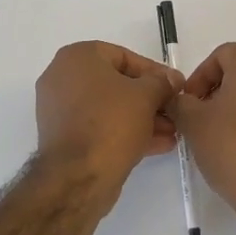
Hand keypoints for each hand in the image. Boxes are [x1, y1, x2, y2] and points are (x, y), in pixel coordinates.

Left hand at [35, 42, 178, 196]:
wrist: (77, 177)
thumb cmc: (111, 123)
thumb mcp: (146, 96)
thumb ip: (162, 82)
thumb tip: (171, 79)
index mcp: (77, 57)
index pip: (124, 56)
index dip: (154, 72)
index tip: (175, 86)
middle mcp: (62, 77)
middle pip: (117, 84)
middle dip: (150, 99)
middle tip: (174, 111)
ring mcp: (60, 109)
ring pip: (109, 108)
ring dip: (142, 118)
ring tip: (172, 131)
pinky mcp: (64, 137)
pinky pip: (99, 126)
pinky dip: (125, 132)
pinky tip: (158, 144)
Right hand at [172, 43, 235, 234]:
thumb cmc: (233, 148)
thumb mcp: (193, 123)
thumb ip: (179, 103)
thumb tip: (178, 99)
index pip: (221, 54)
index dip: (199, 76)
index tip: (188, 103)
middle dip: (215, 91)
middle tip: (198, 118)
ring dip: (233, 107)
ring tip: (216, 136)